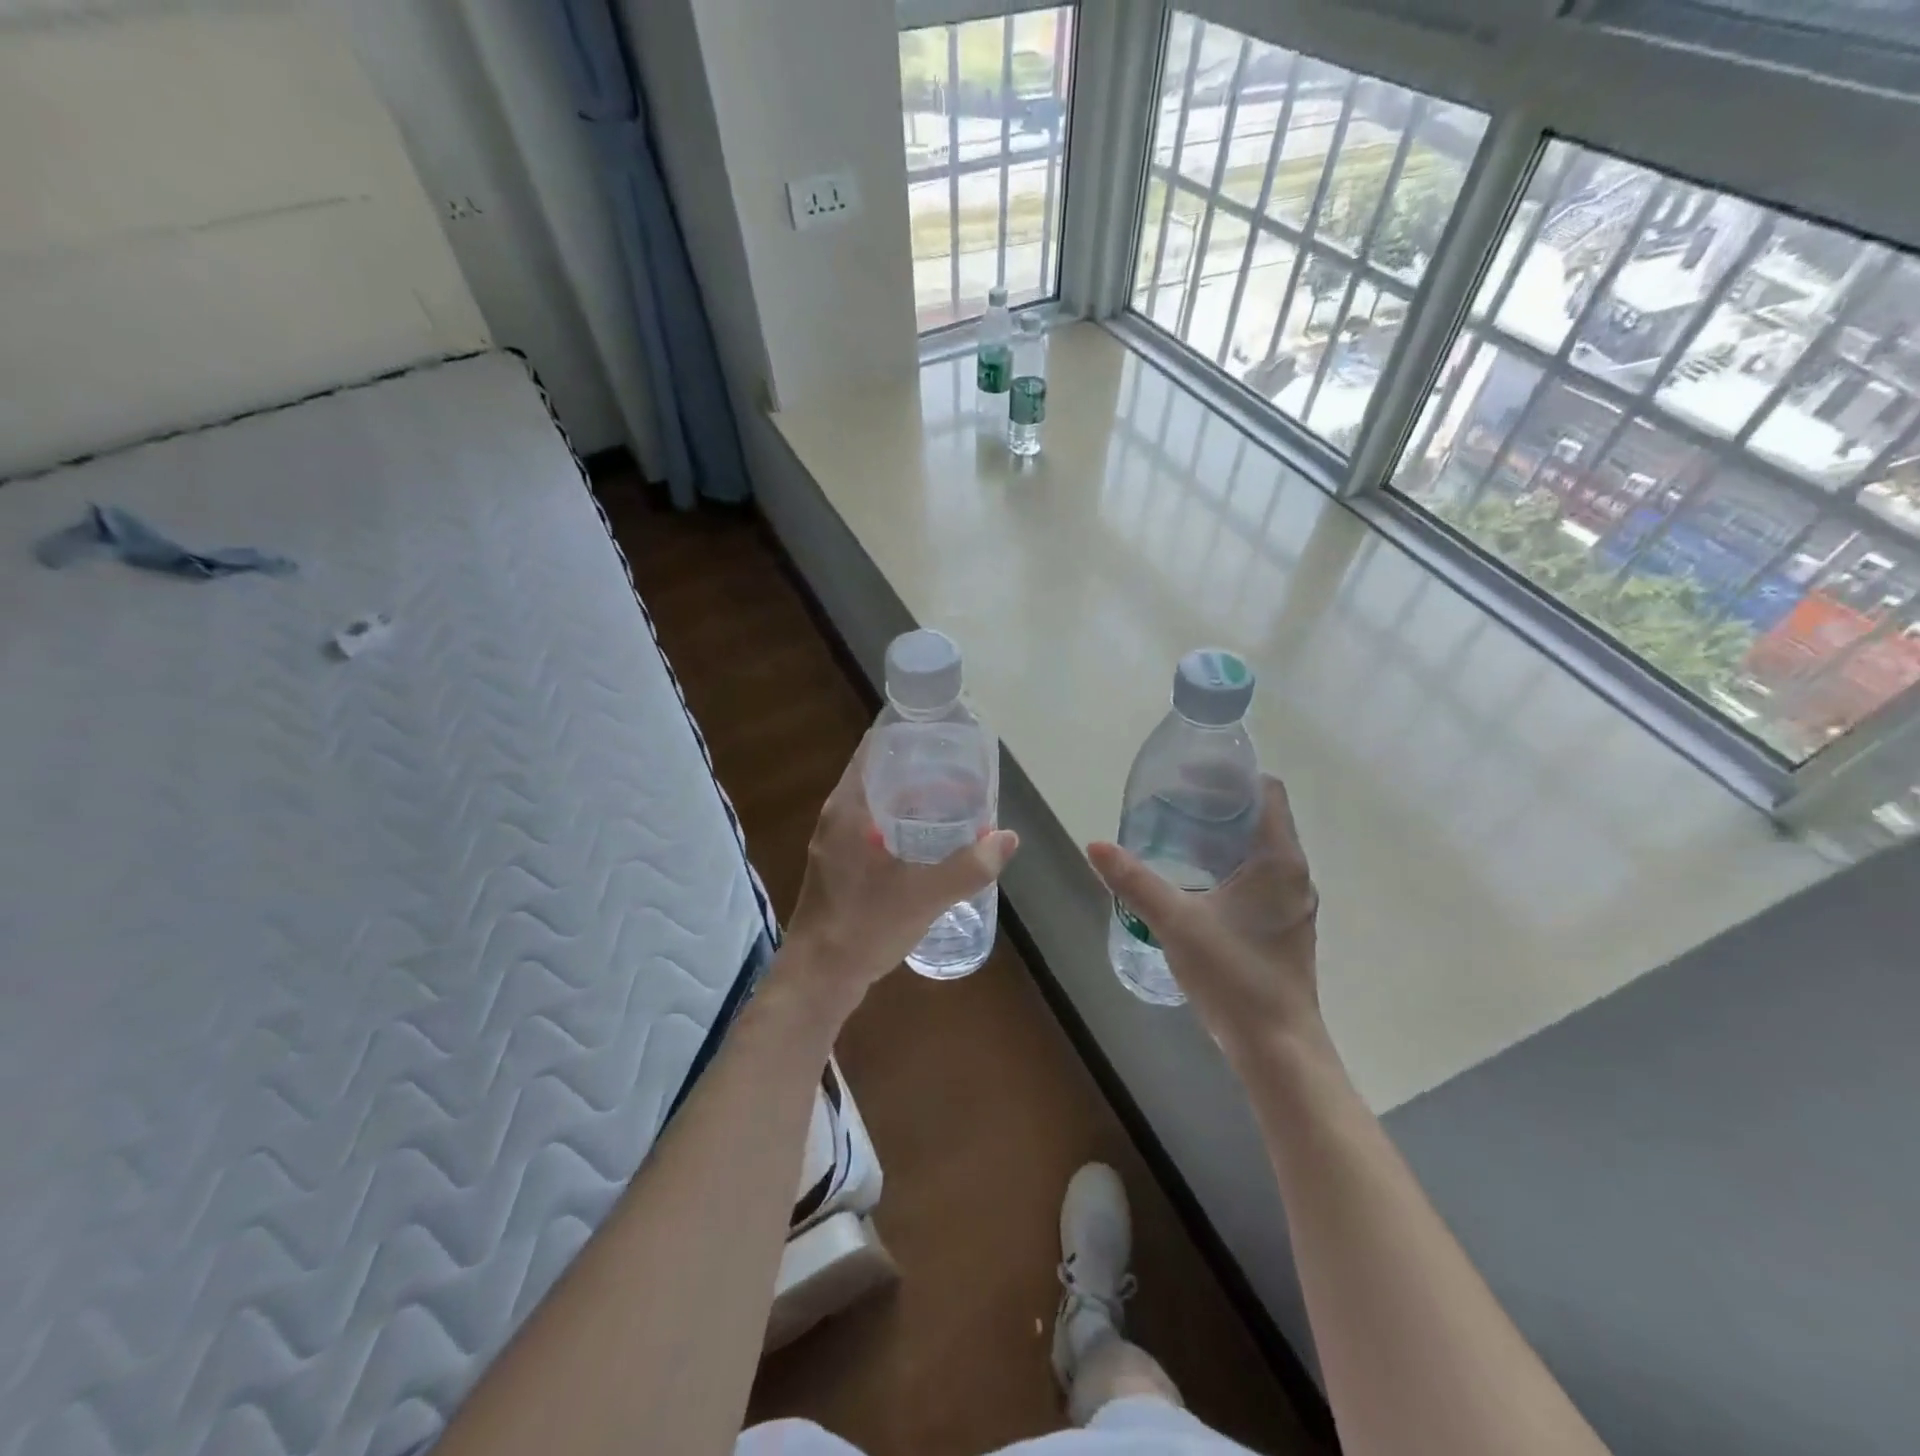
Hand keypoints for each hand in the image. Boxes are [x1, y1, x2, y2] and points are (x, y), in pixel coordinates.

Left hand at [779, 733, 1017, 1017]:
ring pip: (877, 804)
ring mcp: (835, 843)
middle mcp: (837, 817)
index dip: (907, 735)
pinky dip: (901, 824)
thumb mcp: (924, 895)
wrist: (819, 978)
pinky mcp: (839, 866)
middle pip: (879, 774)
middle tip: (961, 768)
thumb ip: (970, 867)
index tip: (943, 732)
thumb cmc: (865, 926)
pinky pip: (873, 828)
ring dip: (911, 798)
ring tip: (954, 799)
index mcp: (848, 808)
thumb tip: (1008, 838)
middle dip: (919, 768)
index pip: (874, 750)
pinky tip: (930, 841)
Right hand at [1087, 776, 1319, 1063]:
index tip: (1191, 774)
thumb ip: (1135, 882)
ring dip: (1222, 837)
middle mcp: (1293, 874)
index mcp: (1278, 861)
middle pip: (1261, 818)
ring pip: (1258, 850)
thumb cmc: (1234, 975)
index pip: (1267, 792)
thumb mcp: (1176, 922)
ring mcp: (1291, 902)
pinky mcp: (1283, 926)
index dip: (1232, 775)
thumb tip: (1095, 845)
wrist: (1277, 1047)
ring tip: (1176, 835)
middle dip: (1218, 805)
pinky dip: (1228, 865)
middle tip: (1172, 802)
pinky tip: (1194, 880)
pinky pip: (1258, 877)